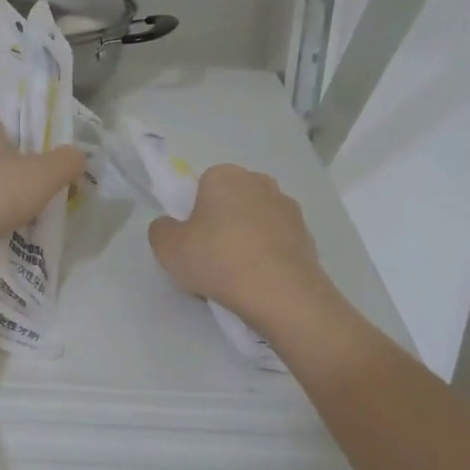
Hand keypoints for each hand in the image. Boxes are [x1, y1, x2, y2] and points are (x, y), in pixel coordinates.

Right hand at [147, 164, 329, 327]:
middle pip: (231, 202)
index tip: (192, 242)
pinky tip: (259, 283)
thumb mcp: (168, 248)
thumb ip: (161, 230)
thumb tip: (170, 226)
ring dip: (247, 241)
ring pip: (256, 223)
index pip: (203, 186)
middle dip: (222, 224)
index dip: (194, 214)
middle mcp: (260, 182)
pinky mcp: (307, 236)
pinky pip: (277, 244)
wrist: (281, 293)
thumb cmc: (219, 259)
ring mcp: (288, 208)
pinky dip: (268, 258)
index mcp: (225, 176)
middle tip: (211, 259)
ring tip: (237, 278)